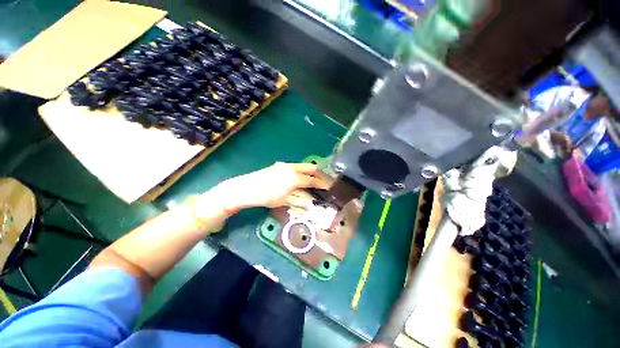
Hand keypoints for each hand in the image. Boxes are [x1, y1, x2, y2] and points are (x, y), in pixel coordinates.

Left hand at [209, 162, 329, 211]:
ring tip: (310, 182)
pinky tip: (297, 180)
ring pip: (303, 166)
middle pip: (311, 167)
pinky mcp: (279, 165)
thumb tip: (311, 205)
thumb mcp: (285, 201)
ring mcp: (285, 165)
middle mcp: (293, 168)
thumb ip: (300, 202)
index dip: (322, 184)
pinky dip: (300, 172)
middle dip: (318, 174)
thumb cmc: (267, 196)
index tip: (328, 188)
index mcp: (296, 177)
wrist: (246, 188)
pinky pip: (295, 167)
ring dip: (309, 172)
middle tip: (321, 183)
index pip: (313, 180)